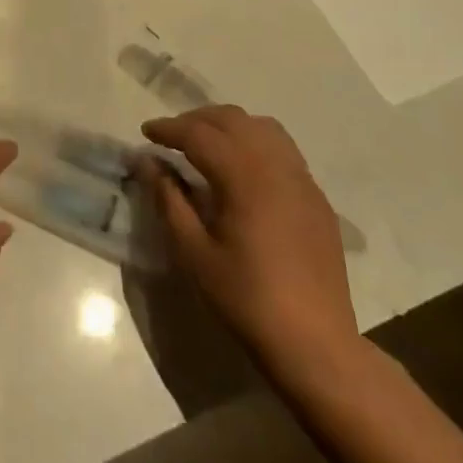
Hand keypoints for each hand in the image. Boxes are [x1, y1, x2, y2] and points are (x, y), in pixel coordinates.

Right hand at [134, 106, 360, 381]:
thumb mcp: (194, 252)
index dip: (169, 128)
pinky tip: (241, 171)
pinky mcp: (317, 199)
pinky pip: (284, 151)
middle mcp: (277, 168)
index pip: (200, 134)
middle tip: (171, 136)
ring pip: (263, 128)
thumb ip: (168, 199)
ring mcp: (303, 181)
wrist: (314, 342)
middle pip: (233, 120)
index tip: (145, 133)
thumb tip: (147, 162)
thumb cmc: (245, 298)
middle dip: (197, 119)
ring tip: (205, 144)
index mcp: (245, 178)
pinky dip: (255, 144)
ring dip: (229, 126)